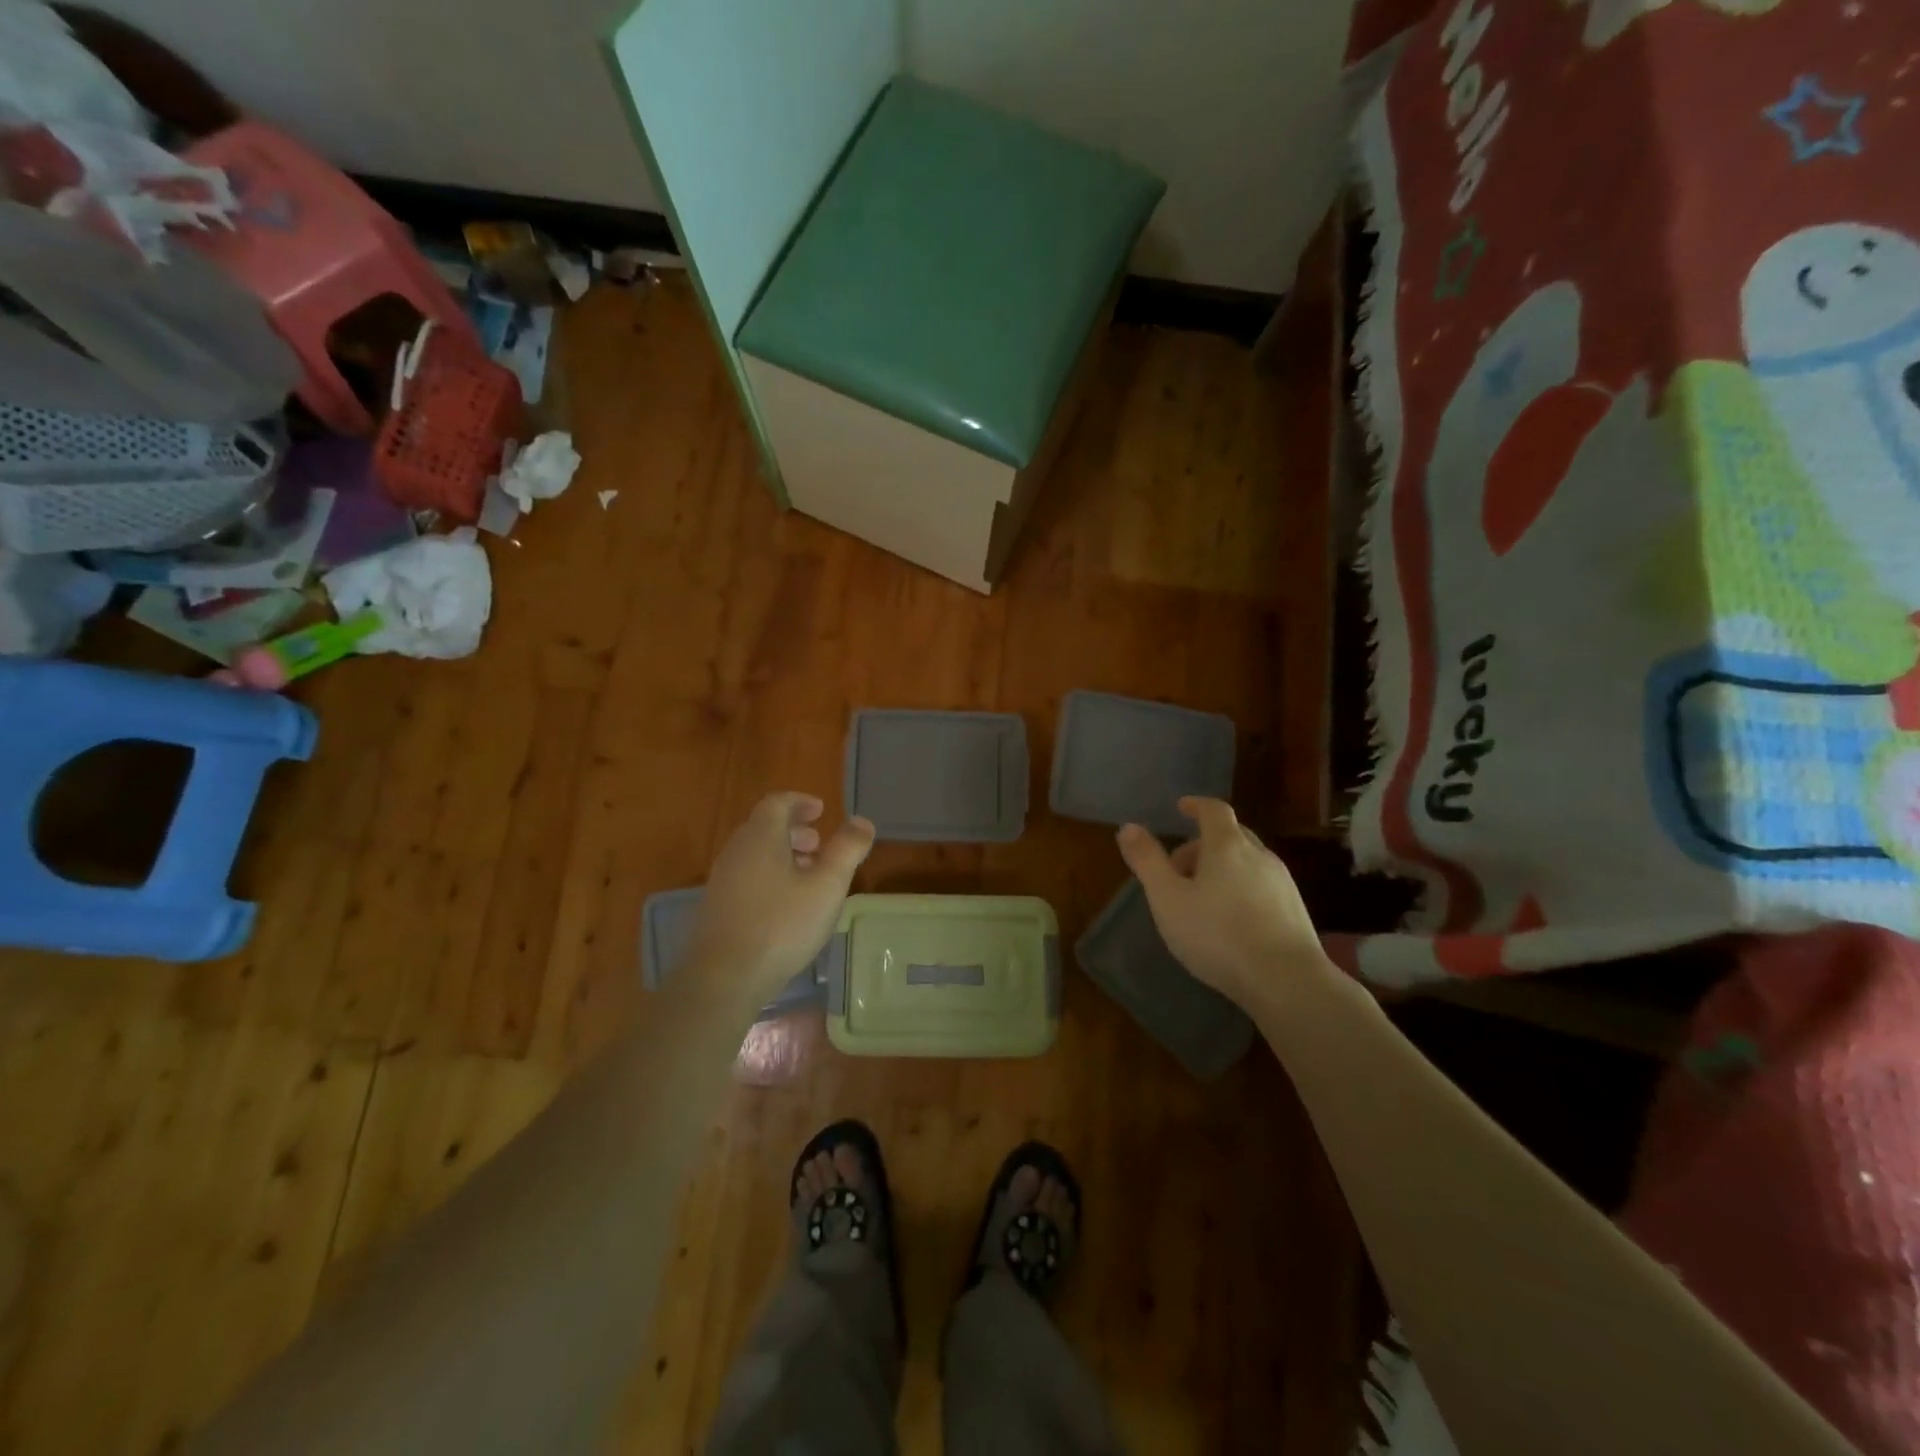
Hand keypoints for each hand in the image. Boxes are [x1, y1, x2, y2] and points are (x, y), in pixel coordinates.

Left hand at [685, 793, 875, 998]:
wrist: (724, 978)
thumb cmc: (781, 925)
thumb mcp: (827, 886)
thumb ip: (847, 850)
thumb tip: (862, 822)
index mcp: (761, 838)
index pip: (777, 803)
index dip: (800, 802)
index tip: (821, 810)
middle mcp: (736, 852)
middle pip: (764, 827)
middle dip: (794, 831)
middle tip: (820, 845)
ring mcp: (722, 881)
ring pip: (756, 855)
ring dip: (783, 856)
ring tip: (809, 877)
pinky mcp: (718, 908)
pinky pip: (747, 877)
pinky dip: (770, 877)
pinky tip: (787, 906)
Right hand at [1116, 797, 1327, 1008]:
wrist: (1286, 981)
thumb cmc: (1217, 934)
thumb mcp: (1167, 898)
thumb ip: (1147, 861)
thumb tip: (1128, 827)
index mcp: (1227, 845)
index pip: (1213, 810)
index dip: (1196, 805)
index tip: (1181, 808)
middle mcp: (1259, 855)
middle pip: (1231, 835)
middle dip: (1203, 844)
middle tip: (1179, 868)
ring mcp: (1282, 883)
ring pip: (1248, 862)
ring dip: (1223, 869)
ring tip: (1201, 899)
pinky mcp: (1295, 911)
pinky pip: (1262, 886)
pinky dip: (1241, 889)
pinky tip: (1230, 922)